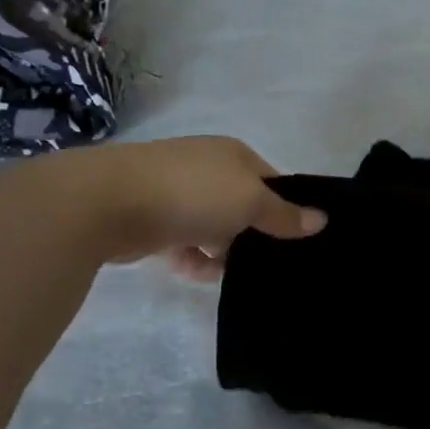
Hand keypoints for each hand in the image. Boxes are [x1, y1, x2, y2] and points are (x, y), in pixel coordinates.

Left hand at [84, 136, 325, 280]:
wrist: (108, 202)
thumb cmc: (191, 193)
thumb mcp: (249, 202)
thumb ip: (284, 215)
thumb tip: (322, 219)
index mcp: (233, 155)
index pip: (271, 181)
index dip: (285, 209)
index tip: (295, 241)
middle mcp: (206, 168)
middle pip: (242, 206)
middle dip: (251, 235)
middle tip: (265, 264)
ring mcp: (176, 192)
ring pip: (213, 227)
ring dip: (221, 251)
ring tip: (226, 273)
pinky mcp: (152, 219)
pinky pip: (183, 242)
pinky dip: (191, 258)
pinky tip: (194, 272)